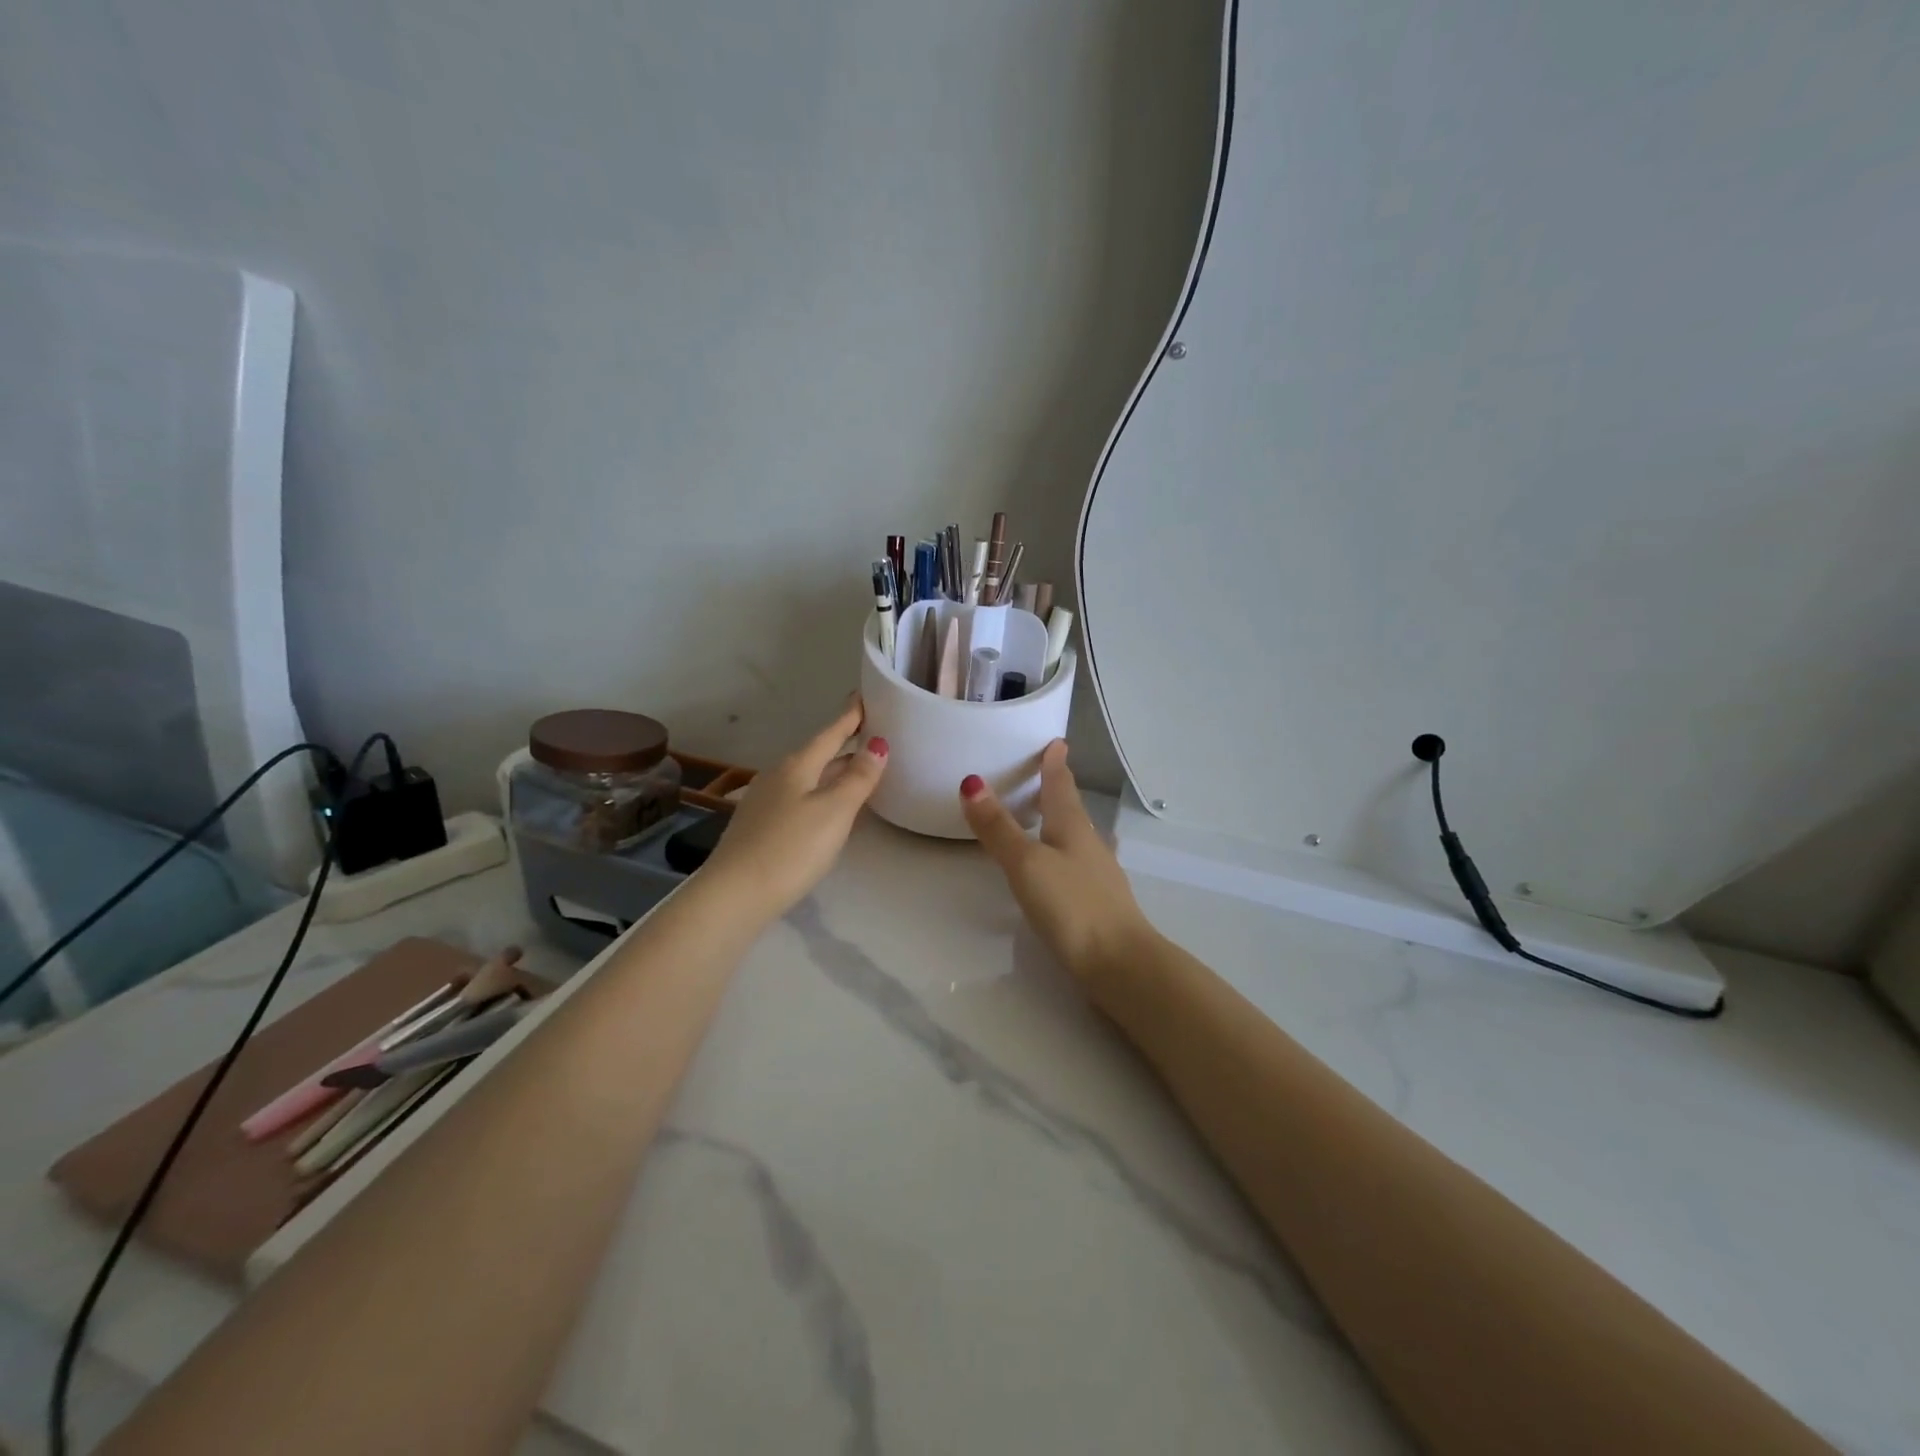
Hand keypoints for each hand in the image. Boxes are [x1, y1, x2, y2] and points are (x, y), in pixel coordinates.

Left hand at [704, 697, 887, 919]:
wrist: (735, 895)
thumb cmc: (791, 848)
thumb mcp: (834, 811)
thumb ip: (858, 778)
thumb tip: (878, 744)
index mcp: (797, 766)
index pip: (831, 733)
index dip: (850, 716)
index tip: (865, 696)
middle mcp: (779, 776)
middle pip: (819, 754)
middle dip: (845, 745)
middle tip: (873, 735)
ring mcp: (766, 801)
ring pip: (809, 777)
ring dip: (834, 771)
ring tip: (859, 770)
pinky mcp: (761, 826)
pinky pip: (800, 797)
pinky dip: (821, 793)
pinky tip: (829, 807)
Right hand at [959, 739, 1155, 984]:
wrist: (1120, 964)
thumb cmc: (1072, 906)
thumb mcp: (1027, 863)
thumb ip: (999, 828)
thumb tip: (971, 782)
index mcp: (1073, 828)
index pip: (1061, 786)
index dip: (1055, 764)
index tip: (1056, 742)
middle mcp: (1089, 845)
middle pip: (1072, 810)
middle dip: (1058, 791)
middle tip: (1046, 773)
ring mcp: (1099, 876)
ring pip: (1078, 838)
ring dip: (1064, 823)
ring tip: (1051, 817)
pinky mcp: (1099, 904)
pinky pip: (1080, 865)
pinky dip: (1068, 855)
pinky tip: (1067, 868)